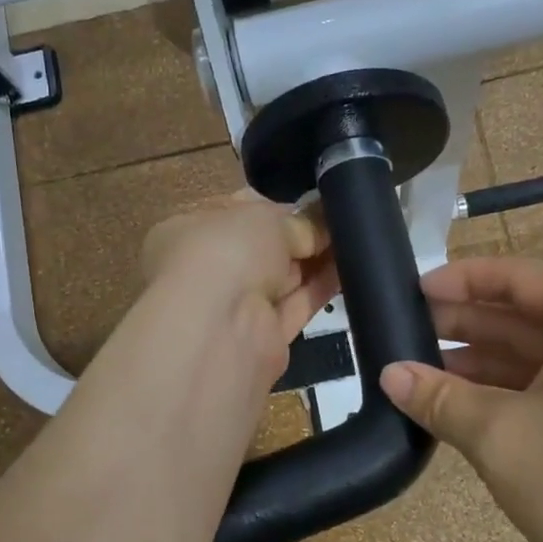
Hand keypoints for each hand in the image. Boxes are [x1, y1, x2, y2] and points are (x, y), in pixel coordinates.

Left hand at [141, 193, 338, 383]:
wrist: (220, 329)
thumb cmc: (225, 252)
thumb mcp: (264, 218)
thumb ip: (297, 220)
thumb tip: (322, 221)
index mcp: (186, 233)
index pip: (233, 214)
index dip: (272, 207)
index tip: (311, 203)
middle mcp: (205, 271)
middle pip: (261, 248)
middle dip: (298, 235)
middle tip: (340, 219)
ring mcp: (232, 308)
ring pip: (281, 278)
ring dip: (315, 261)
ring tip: (356, 239)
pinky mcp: (263, 338)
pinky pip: (296, 306)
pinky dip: (321, 288)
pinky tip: (352, 268)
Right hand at [379, 257, 542, 541]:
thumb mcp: (501, 437)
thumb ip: (440, 397)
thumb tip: (388, 374)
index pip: (519, 276)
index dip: (461, 279)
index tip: (411, 292)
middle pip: (528, 314)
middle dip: (466, 322)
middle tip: (404, 334)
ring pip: (540, 355)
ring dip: (482, 361)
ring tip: (423, 372)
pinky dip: (510, 392)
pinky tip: (466, 409)